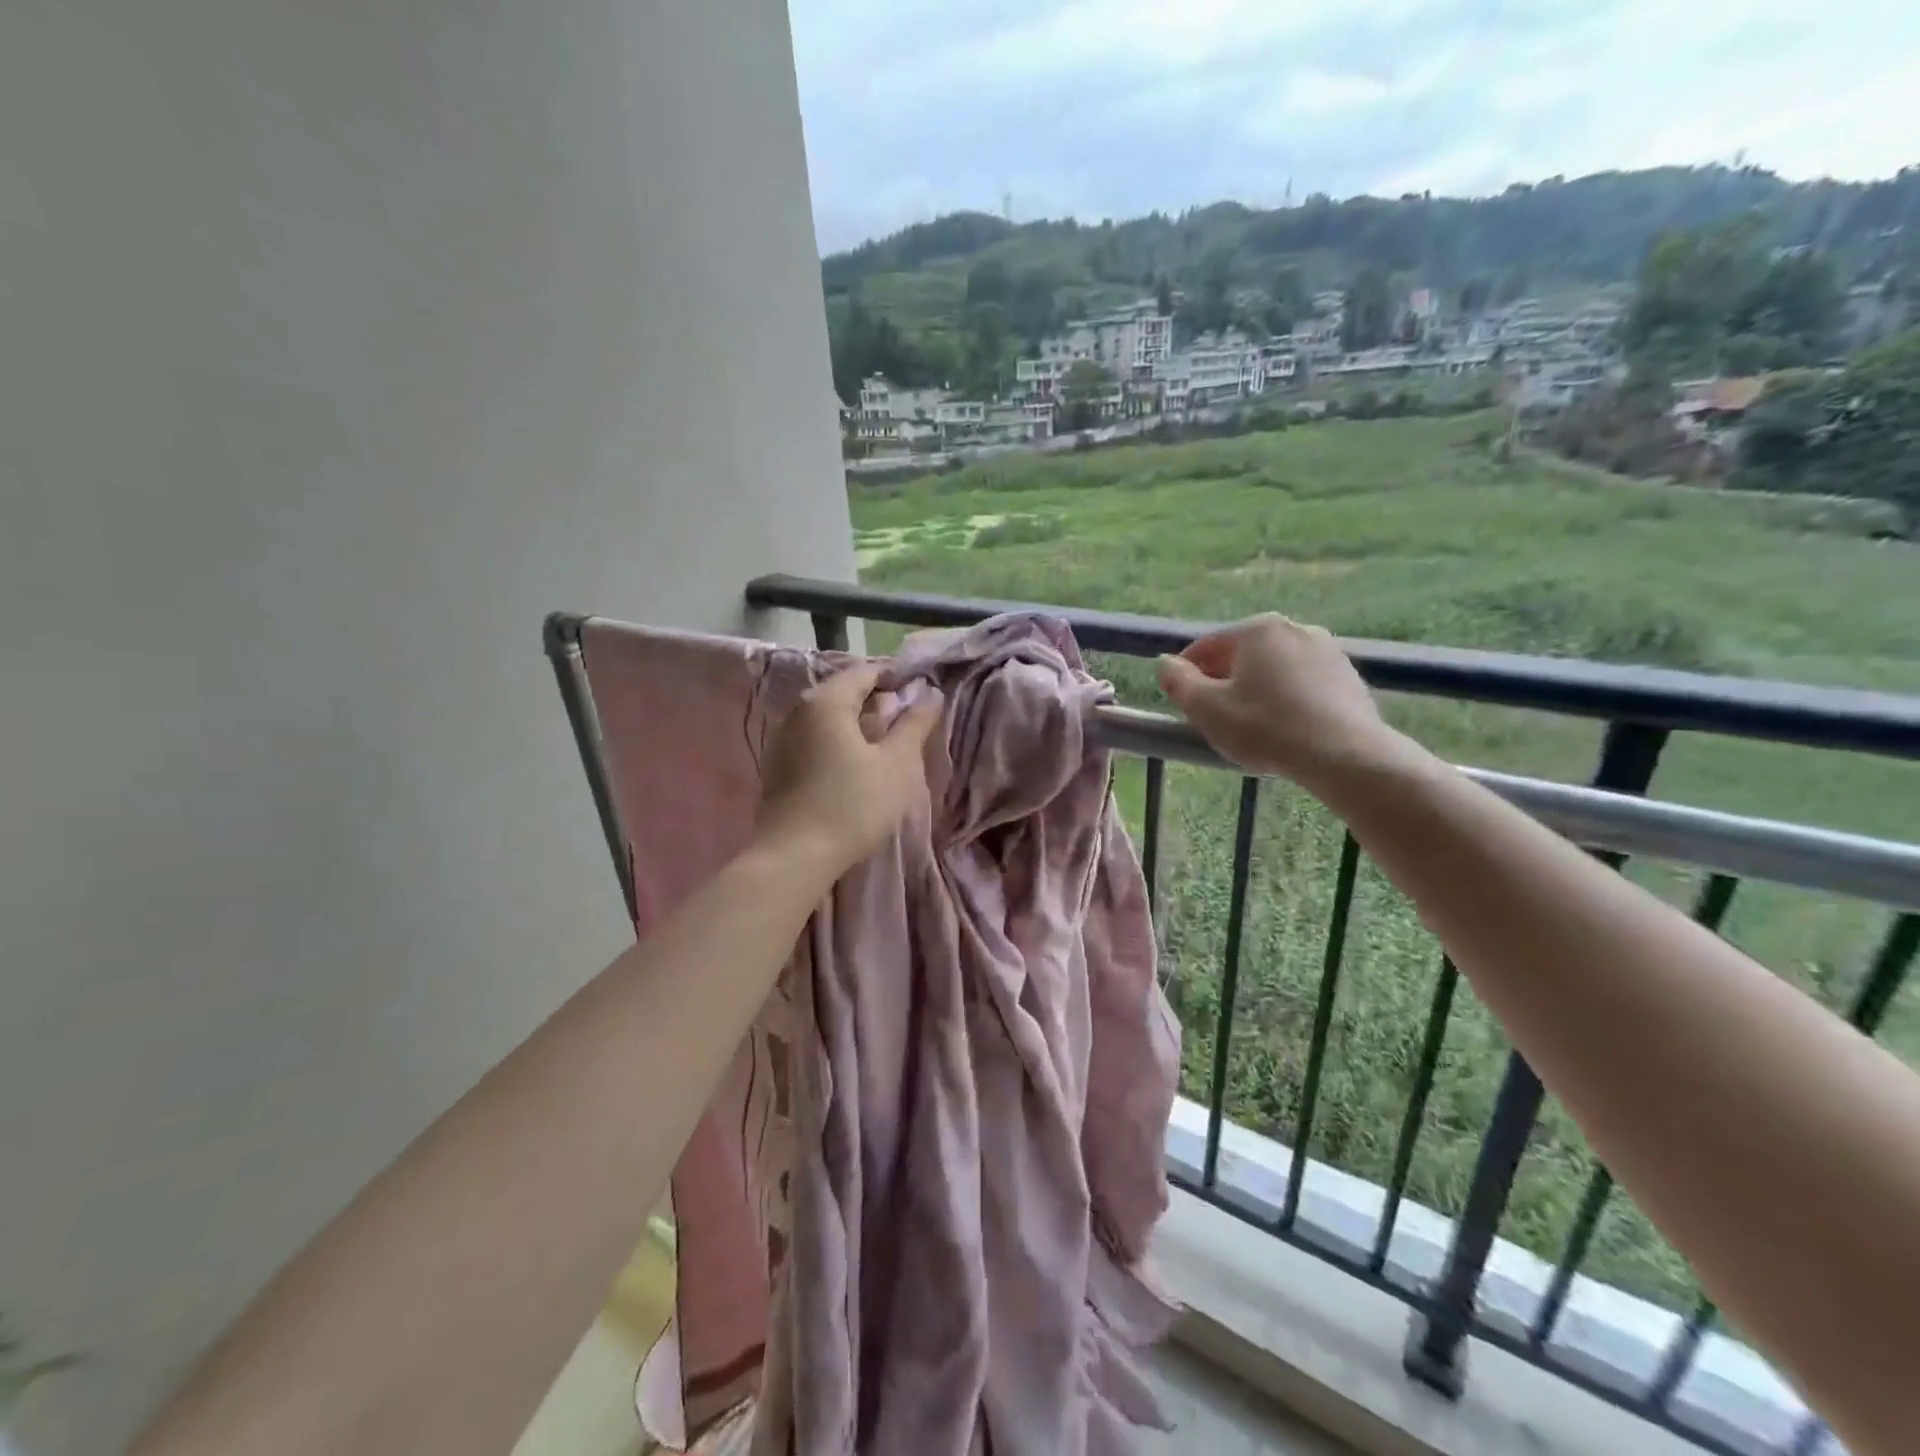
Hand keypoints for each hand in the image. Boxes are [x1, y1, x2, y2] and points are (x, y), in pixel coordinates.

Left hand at [754, 662, 943, 875]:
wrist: (794, 857)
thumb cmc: (853, 805)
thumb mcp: (897, 764)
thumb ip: (915, 724)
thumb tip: (930, 694)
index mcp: (826, 700)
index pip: (866, 671)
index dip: (897, 679)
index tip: (921, 698)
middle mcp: (798, 711)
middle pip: (844, 693)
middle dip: (878, 704)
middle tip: (908, 726)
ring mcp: (782, 739)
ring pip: (829, 719)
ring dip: (858, 726)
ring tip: (886, 750)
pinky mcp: (778, 767)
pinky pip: (815, 741)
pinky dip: (838, 744)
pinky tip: (855, 769)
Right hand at [1157, 614, 1399, 783]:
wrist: (1345, 756)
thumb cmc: (1266, 728)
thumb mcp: (1207, 709)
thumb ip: (1178, 682)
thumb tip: (1165, 663)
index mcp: (1257, 630)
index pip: (1206, 645)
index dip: (1185, 673)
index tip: (1179, 700)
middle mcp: (1294, 628)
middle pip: (1242, 655)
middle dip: (1222, 681)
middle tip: (1213, 717)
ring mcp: (1328, 650)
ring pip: (1274, 668)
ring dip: (1255, 690)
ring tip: (1249, 725)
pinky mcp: (1349, 677)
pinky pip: (1302, 683)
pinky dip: (1286, 698)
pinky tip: (1283, 728)